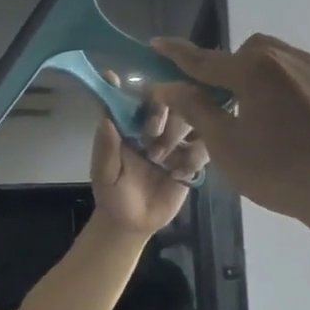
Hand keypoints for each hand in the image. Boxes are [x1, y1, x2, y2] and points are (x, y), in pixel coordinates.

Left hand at [88, 73, 208, 235]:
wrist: (134, 224)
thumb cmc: (113, 195)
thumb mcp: (104, 174)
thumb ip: (106, 148)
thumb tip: (106, 118)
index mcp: (130, 125)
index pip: (135, 97)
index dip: (133, 88)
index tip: (132, 86)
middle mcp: (155, 127)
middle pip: (171, 99)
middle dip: (162, 111)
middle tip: (151, 132)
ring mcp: (176, 141)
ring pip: (192, 118)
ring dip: (177, 134)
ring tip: (160, 160)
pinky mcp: (192, 159)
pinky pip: (205, 146)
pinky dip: (193, 157)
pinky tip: (177, 175)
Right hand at [151, 35, 309, 228]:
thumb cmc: (280, 170)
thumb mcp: (226, 146)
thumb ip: (197, 109)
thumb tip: (171, 86)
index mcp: (256, 70)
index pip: (205, 59)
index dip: (177, 54)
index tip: (157, 43)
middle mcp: (290, 60)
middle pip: (248, 53)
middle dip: (228, 67)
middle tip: (220, 99)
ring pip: (280, 63)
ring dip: (260, 78)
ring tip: (257, 113)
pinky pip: (305, 82)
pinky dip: (288, 93)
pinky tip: (292, 127)